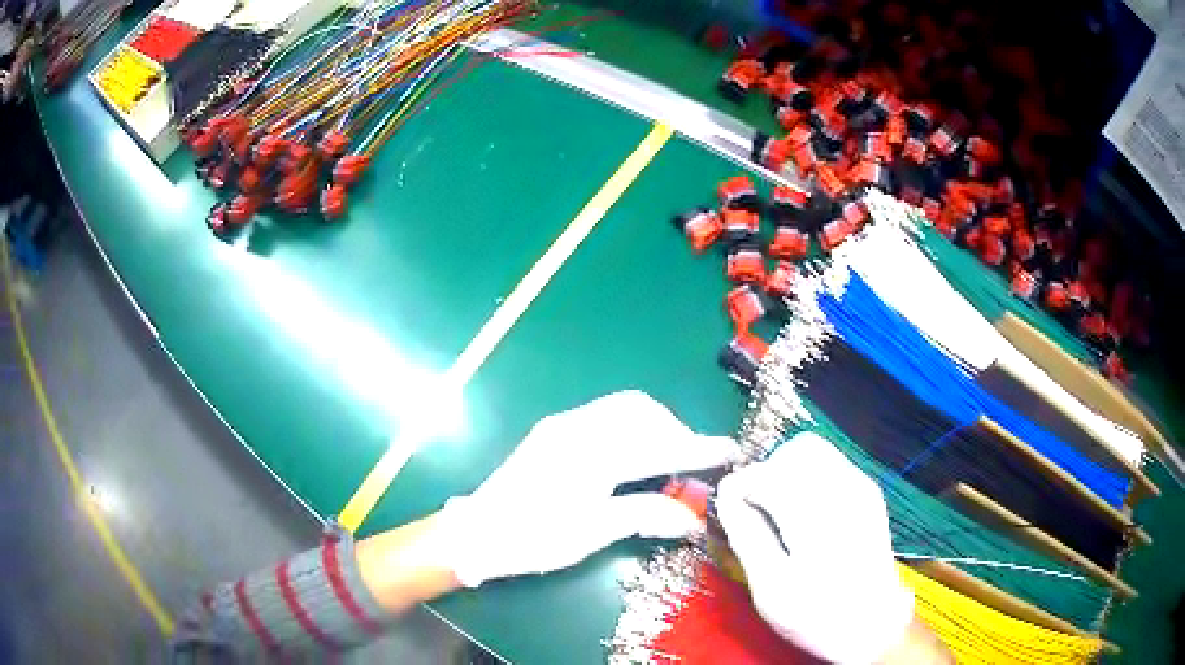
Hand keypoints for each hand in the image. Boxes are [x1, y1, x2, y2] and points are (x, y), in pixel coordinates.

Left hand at [431, 390, 735, 587]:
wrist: (478, 533)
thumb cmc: (535, 537)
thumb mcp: (593, 532)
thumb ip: (645, 515)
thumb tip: (690, 518)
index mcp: (592, 453)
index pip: (658, 445)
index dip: (697, 449)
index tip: (729, 452)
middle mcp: (578, 427)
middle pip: (641, 412)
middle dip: (674, 431)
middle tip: (690, 463)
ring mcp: (562, 426)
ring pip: (622, 409)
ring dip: (652, 427)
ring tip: (664, 460)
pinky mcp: (552, 432)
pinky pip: (604, 416)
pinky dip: (630, 430)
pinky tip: (631, 457)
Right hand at [715, 431, 915, 664]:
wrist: (873, 625)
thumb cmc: (817, 614)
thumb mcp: (771, 587)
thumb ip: (747, 536)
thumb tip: (726, 494)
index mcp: (818, 515)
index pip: (768, 473)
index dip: (740, 486)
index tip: (728, 509)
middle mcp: (845, 490)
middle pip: (795, 450)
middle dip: (767, 473)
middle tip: (754, 509)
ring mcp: (861, 487)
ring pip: (815, 451)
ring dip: (787, 472)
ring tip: (777, 511)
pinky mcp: (869, 493)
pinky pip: (831, 464)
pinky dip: (808, 477)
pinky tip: (803, 513)